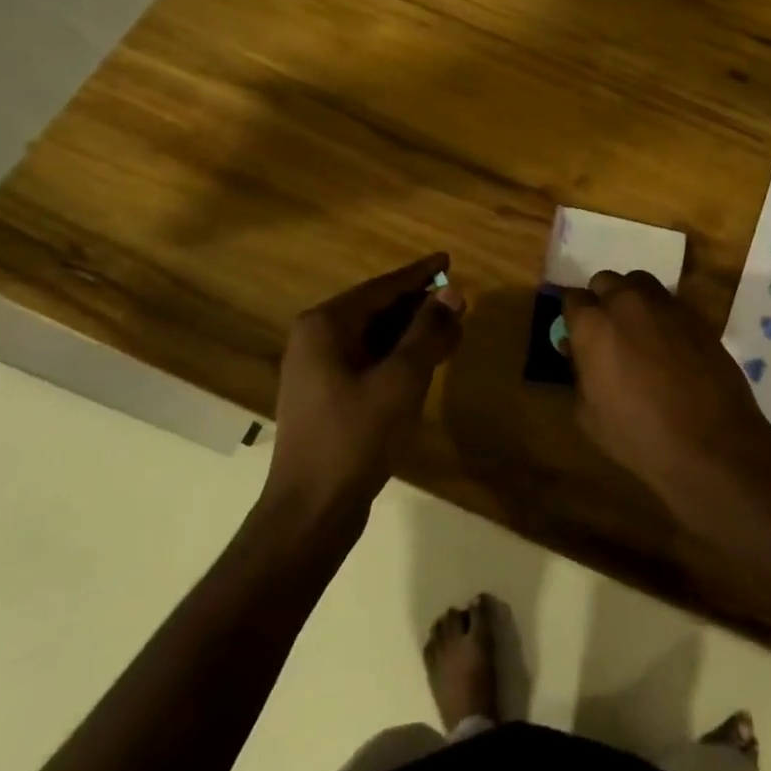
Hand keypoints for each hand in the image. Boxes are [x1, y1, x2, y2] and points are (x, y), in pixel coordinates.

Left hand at [264, 253, 465, 526]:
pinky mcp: (327, 396)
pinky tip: (427, 362)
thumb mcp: (401, 379)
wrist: (311, 510)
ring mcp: (318, 369)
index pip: (382, 287)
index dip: (419, 274)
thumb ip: (428, 331)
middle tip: (459, 302)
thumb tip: (452, 292)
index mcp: (326, 325)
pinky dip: (398, 357)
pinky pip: (368, 361)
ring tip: (452, 330)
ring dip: (413, 333)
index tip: (447, 260)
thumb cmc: (356, 436)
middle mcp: (316, 338)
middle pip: (377, 310)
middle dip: (419, 306)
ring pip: (374, 337)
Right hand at [560, 271, 770, 520]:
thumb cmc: (639, 436)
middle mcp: (627, 302)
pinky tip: (667, 342)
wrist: (711, 444)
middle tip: (607, 333)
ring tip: (637, 330)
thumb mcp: (588, 415)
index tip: (576, 336)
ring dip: (631, 298)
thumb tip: (575, 349)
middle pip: (605, 281)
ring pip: (639, 283)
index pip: (572, 299)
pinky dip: (661, 313)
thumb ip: (577, 373)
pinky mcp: (695, 314)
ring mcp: (665, 304)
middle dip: (601, 301)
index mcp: (593, 324)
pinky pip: (669, 301)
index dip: (573, 318)